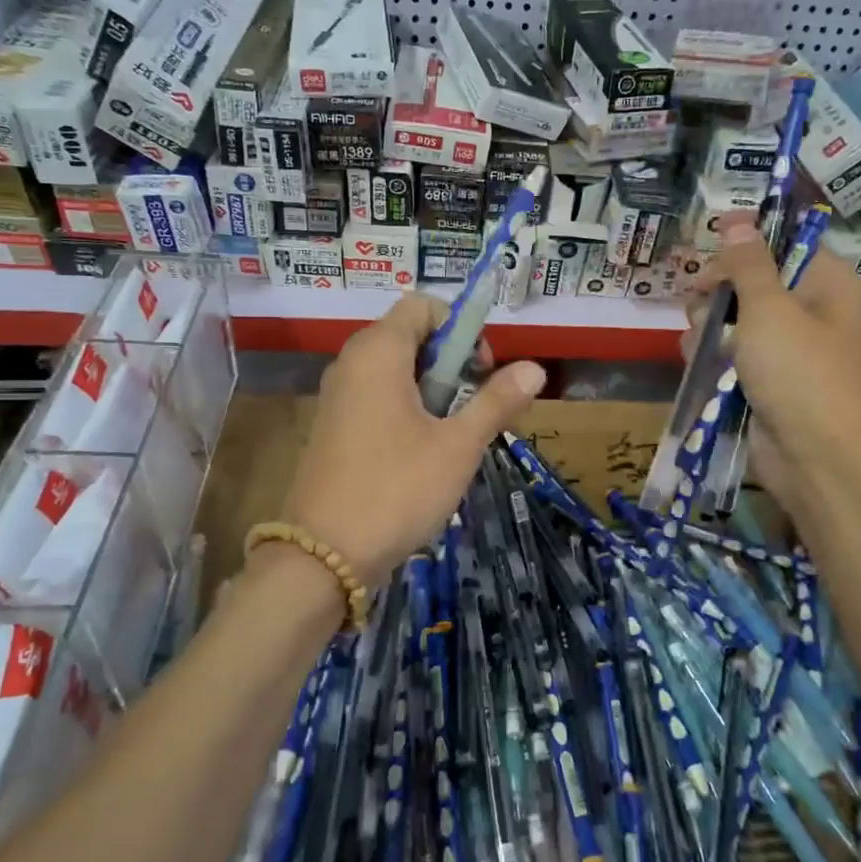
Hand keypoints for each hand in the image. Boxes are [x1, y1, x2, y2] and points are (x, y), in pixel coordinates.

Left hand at [279, 294, 546, 583]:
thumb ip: (496, 401)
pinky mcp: (333, 425)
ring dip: (432, 389)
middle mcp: (351, 362)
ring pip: (395, 369)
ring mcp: (338, 395)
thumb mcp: (458, 445)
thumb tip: (536, 368)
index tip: (481, 370)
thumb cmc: (398, 489)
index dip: (460, 327)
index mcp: (378, 352)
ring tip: (453, 434)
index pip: (422, 305)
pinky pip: (377, 395)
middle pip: (410, 335)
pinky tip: (423, 451)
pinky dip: (407, 407)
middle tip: (473, 406)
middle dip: (450, 362)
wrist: (324, 555)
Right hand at [684, 222, 860, 516]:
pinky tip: (701, 366)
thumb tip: (737, 220)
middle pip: (746, 280)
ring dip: (706, 328)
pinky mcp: (760, 379)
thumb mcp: (769, 308)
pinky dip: (710, 357)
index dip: (743, 244)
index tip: (712, 254)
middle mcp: (804, 309)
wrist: (815, 457)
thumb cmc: (799, 372)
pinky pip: (726, 354)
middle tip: (704, 306)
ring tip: (704, 347)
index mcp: (822, 282)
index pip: (780, 243)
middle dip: (717, 292)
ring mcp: (781, 347)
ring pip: (728, 319)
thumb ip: (747, 263)